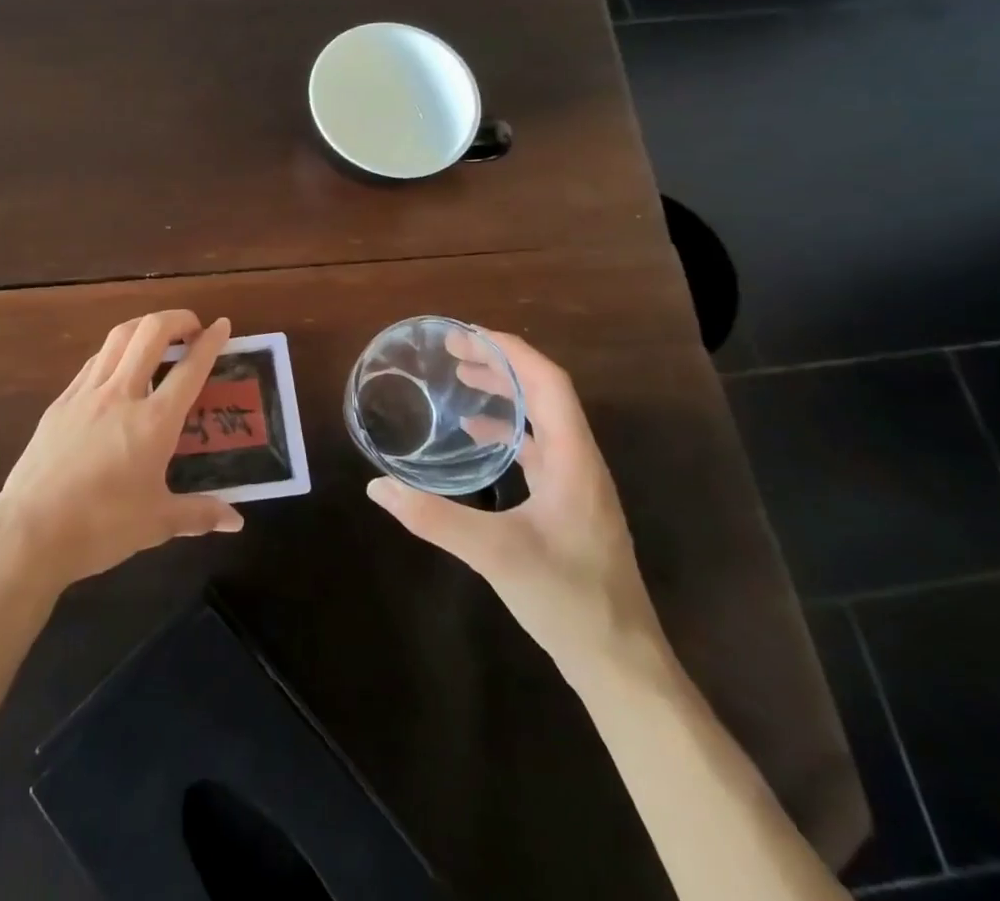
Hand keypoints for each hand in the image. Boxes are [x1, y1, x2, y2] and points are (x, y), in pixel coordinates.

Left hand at [0, 310, 243, 593]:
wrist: (30, 531)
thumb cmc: (101, 527)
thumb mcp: (157, 523)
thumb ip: (199, 514)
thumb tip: (235, 521)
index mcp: (153, 422)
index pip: (189, 369)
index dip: (210, 342)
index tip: (223, 325)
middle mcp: (121, 395)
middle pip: (150, 333)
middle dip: (176, 318)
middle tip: (192, 326)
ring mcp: (86, 394)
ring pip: (118, 338)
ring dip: (143, 326)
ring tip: (157, 334)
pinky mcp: (60, 402)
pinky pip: (93, 362)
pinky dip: (114, 351)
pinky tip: (117, 365)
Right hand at [365, 329, 661, 675]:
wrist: (621, 665)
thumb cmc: (568, 600)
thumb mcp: (496, 556)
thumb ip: (434, 519)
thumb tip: (378, 488)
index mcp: (574, 460)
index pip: (547, 382)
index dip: (510, 351)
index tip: (467, 335)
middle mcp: (581, 462)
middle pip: (545, 393)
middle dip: (501, 364)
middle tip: (454, 353)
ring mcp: (578, 485)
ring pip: (542, 419)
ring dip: (505, 393)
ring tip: (462, 381)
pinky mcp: (569, 506)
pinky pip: (538, 448)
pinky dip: (507, 429)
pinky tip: (476, 437)